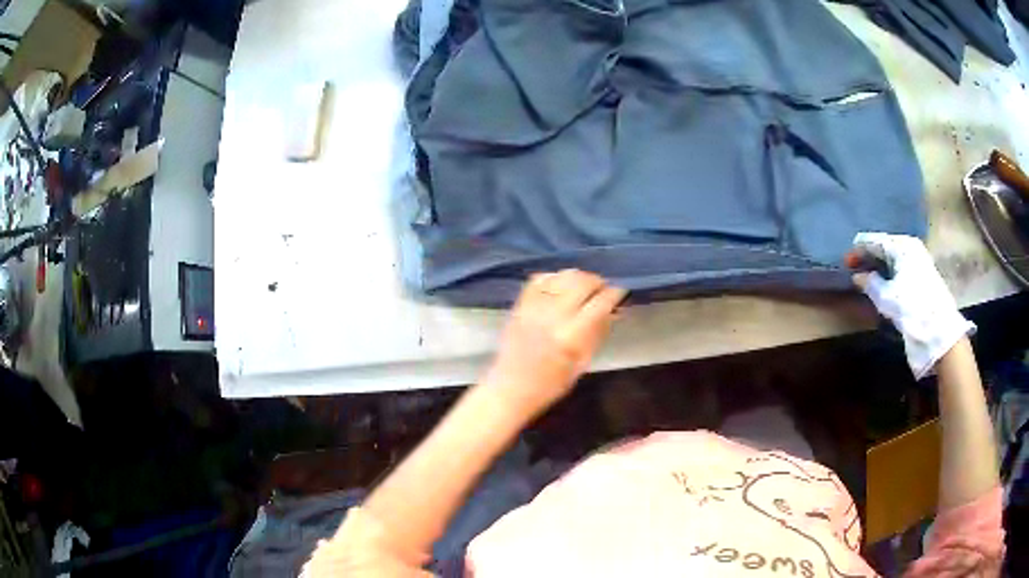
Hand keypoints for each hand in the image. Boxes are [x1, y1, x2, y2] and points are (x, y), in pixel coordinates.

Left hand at [481, 269, 625, 418]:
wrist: (510, 388)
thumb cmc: (550, 385)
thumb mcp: (582, 364)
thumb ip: (598, 333)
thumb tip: (614, 311)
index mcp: (572, 335)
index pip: (601, 302)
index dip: (615, 294)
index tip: (620, 294)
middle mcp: (553, 315)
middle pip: (583, 281)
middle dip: (598, 282)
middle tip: (603, 290)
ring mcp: (534, 307)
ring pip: (563, 275)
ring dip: (578, 277)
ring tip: (584, 287)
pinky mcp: (520, 304)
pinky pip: (540, 278)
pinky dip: (555, 277)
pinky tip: (561, 286)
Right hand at [851, 233, 974, 378]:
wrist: (938, 331)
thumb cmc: (911, 308)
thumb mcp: (886, 297)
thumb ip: (870, 283)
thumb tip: (857, 276)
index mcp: (902, 245)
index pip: (875, 240)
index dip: (859, 250)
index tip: (845, 261)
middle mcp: (911, 247)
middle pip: (885, 247)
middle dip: (869, 257)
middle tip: (853, 268)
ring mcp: (919, 260)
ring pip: (893, 258)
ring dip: (879, 266)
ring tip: (866, 277)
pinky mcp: (923, 275)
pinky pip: (901, 267)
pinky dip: (889, 272)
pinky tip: (882, 281)